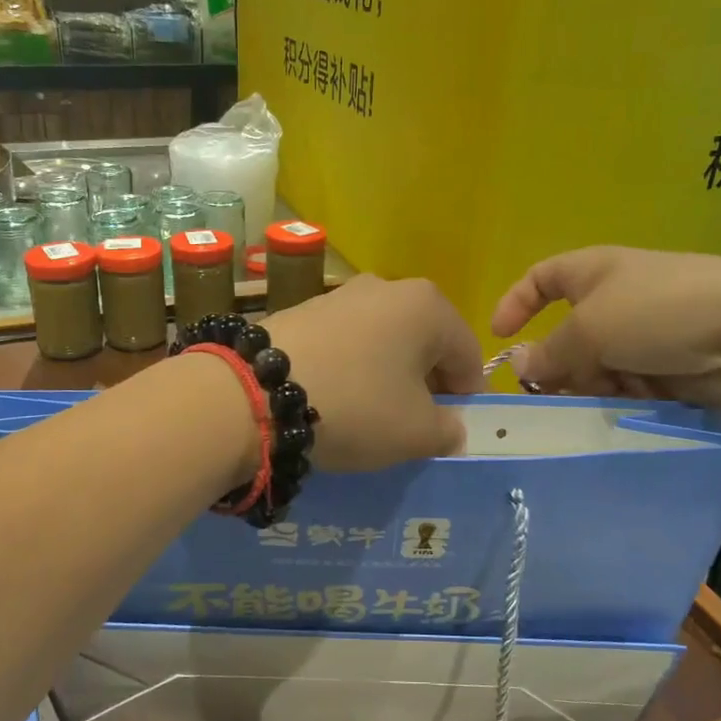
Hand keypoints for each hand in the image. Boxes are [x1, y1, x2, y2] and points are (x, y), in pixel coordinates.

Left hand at [263, 275, 483, 469]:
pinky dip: (350, 367)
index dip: (466, 393)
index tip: (450, 425)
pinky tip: (333, 396)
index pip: (467, 352)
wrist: (254, 393)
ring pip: (382, 339)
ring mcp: (339, 294)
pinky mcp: (301, 309)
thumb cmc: (355, 407)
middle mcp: (386, 287)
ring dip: (386, 373)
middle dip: (425, 381)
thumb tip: (450, 427)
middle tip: (412, 421)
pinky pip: (344, 341)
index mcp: (427, 306)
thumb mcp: (416, 433)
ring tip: (369, 411)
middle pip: (424, 341)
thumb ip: (448, 430)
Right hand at [491, 247, 720, 410]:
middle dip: (562, 364)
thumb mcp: (590, 330)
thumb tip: (521, 366)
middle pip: (569, 334)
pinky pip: (631, 383)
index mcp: (595, 271)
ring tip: (611, 395)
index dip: (516, 302)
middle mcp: (618, 298)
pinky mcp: (673, 363)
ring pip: (599, 365)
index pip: (542, 277)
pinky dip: (628, 395)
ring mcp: (648, 332)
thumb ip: (550, 352)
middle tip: (557, 393)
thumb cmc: (659, 312)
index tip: (498, 337)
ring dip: (596, 384)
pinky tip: (639, 402)